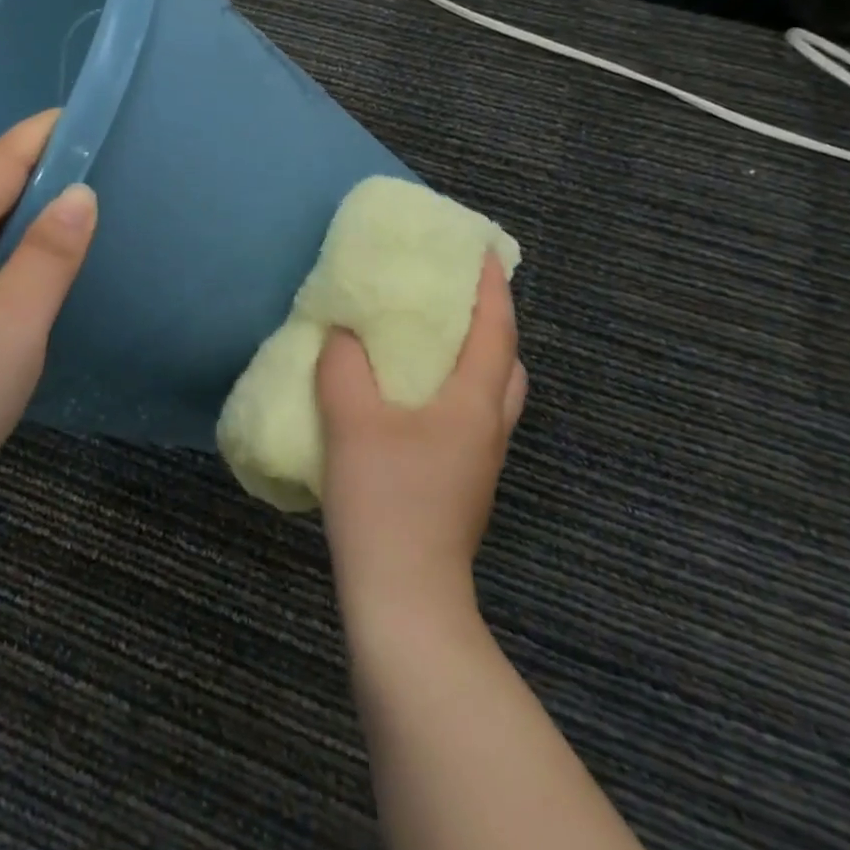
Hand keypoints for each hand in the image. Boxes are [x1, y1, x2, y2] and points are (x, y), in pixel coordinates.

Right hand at [316, 255, 526, 623]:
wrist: (403, 597)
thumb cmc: (385, 500)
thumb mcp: (351, 422)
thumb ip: (344, 367)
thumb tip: (342, 334)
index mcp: (474, 404)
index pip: (496, 331)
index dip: (492, 288)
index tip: (487, 252)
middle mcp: (488, 428)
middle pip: (507, 364)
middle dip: (492, 325)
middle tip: (458, 300)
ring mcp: (479, 462)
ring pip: (491, 396)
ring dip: (474, 361)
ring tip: (435, 343)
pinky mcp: (462, 485)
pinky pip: (470, 419)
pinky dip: (455, 392)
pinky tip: (413, 399)